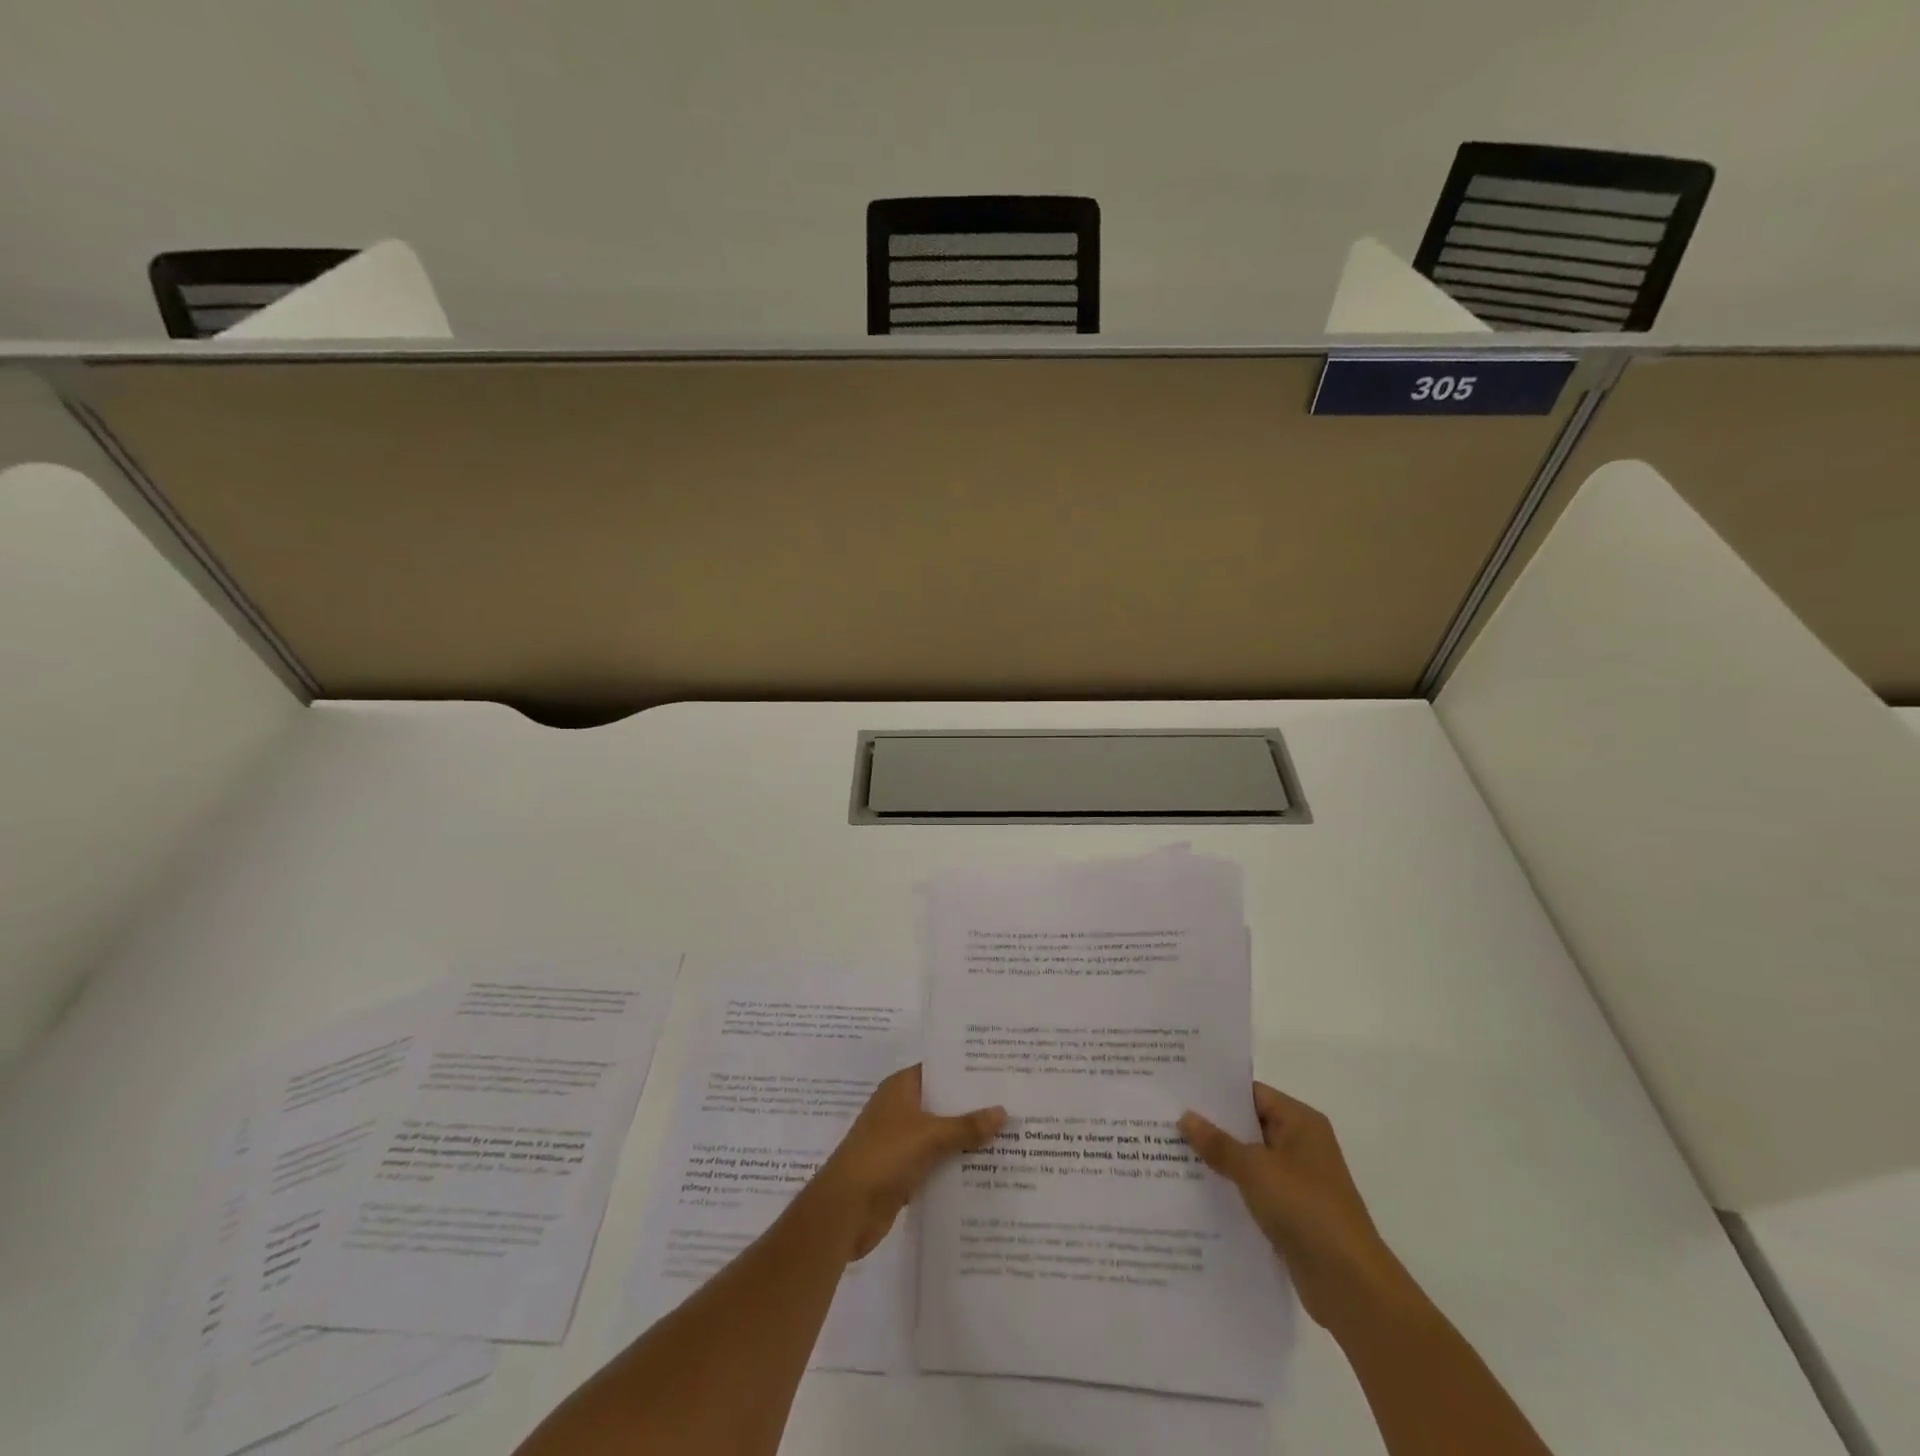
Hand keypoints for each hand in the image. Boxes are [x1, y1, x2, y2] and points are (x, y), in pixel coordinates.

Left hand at [806, 1064, 1005, 1261]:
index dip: (966, 1071)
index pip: (938, 1070)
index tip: (999, 1071)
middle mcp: (900, 1109)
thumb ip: (966, 1125)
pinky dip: (955, 1165)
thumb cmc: (884, 1156)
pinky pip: (936, 1162)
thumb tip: (1003, 1111)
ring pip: (941, 1134)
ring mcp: (900, 1141)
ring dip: (966, 1139)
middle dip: (973, 1107)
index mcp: (900, 1088)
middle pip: (942, 1103)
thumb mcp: (929, 1136)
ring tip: (1009, 1136)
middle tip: (1013, 1104)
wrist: (844, 1210)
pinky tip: (986, 1170)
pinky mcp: (903, 1171)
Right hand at [1180, 1083, 1403, 1328]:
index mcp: (1300, 1122)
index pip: (1251, 1093)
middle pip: (1247, 1125)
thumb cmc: (1306, 1209)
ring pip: (1248, 1159)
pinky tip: (1194, 1190)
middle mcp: (1300, 1145)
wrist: (1350, 1285)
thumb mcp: (1255, 1169)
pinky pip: (1253, 1189)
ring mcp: (1297, 1181)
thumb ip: (1218, 1143)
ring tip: (1169, 1151)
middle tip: (1165, 1119)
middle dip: (1211, 1126)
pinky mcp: (1291, 1213)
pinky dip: (1229, 1188)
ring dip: (1217, 1159)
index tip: (1177, 1090)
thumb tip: (1185, 1116)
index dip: (1215, 1092)